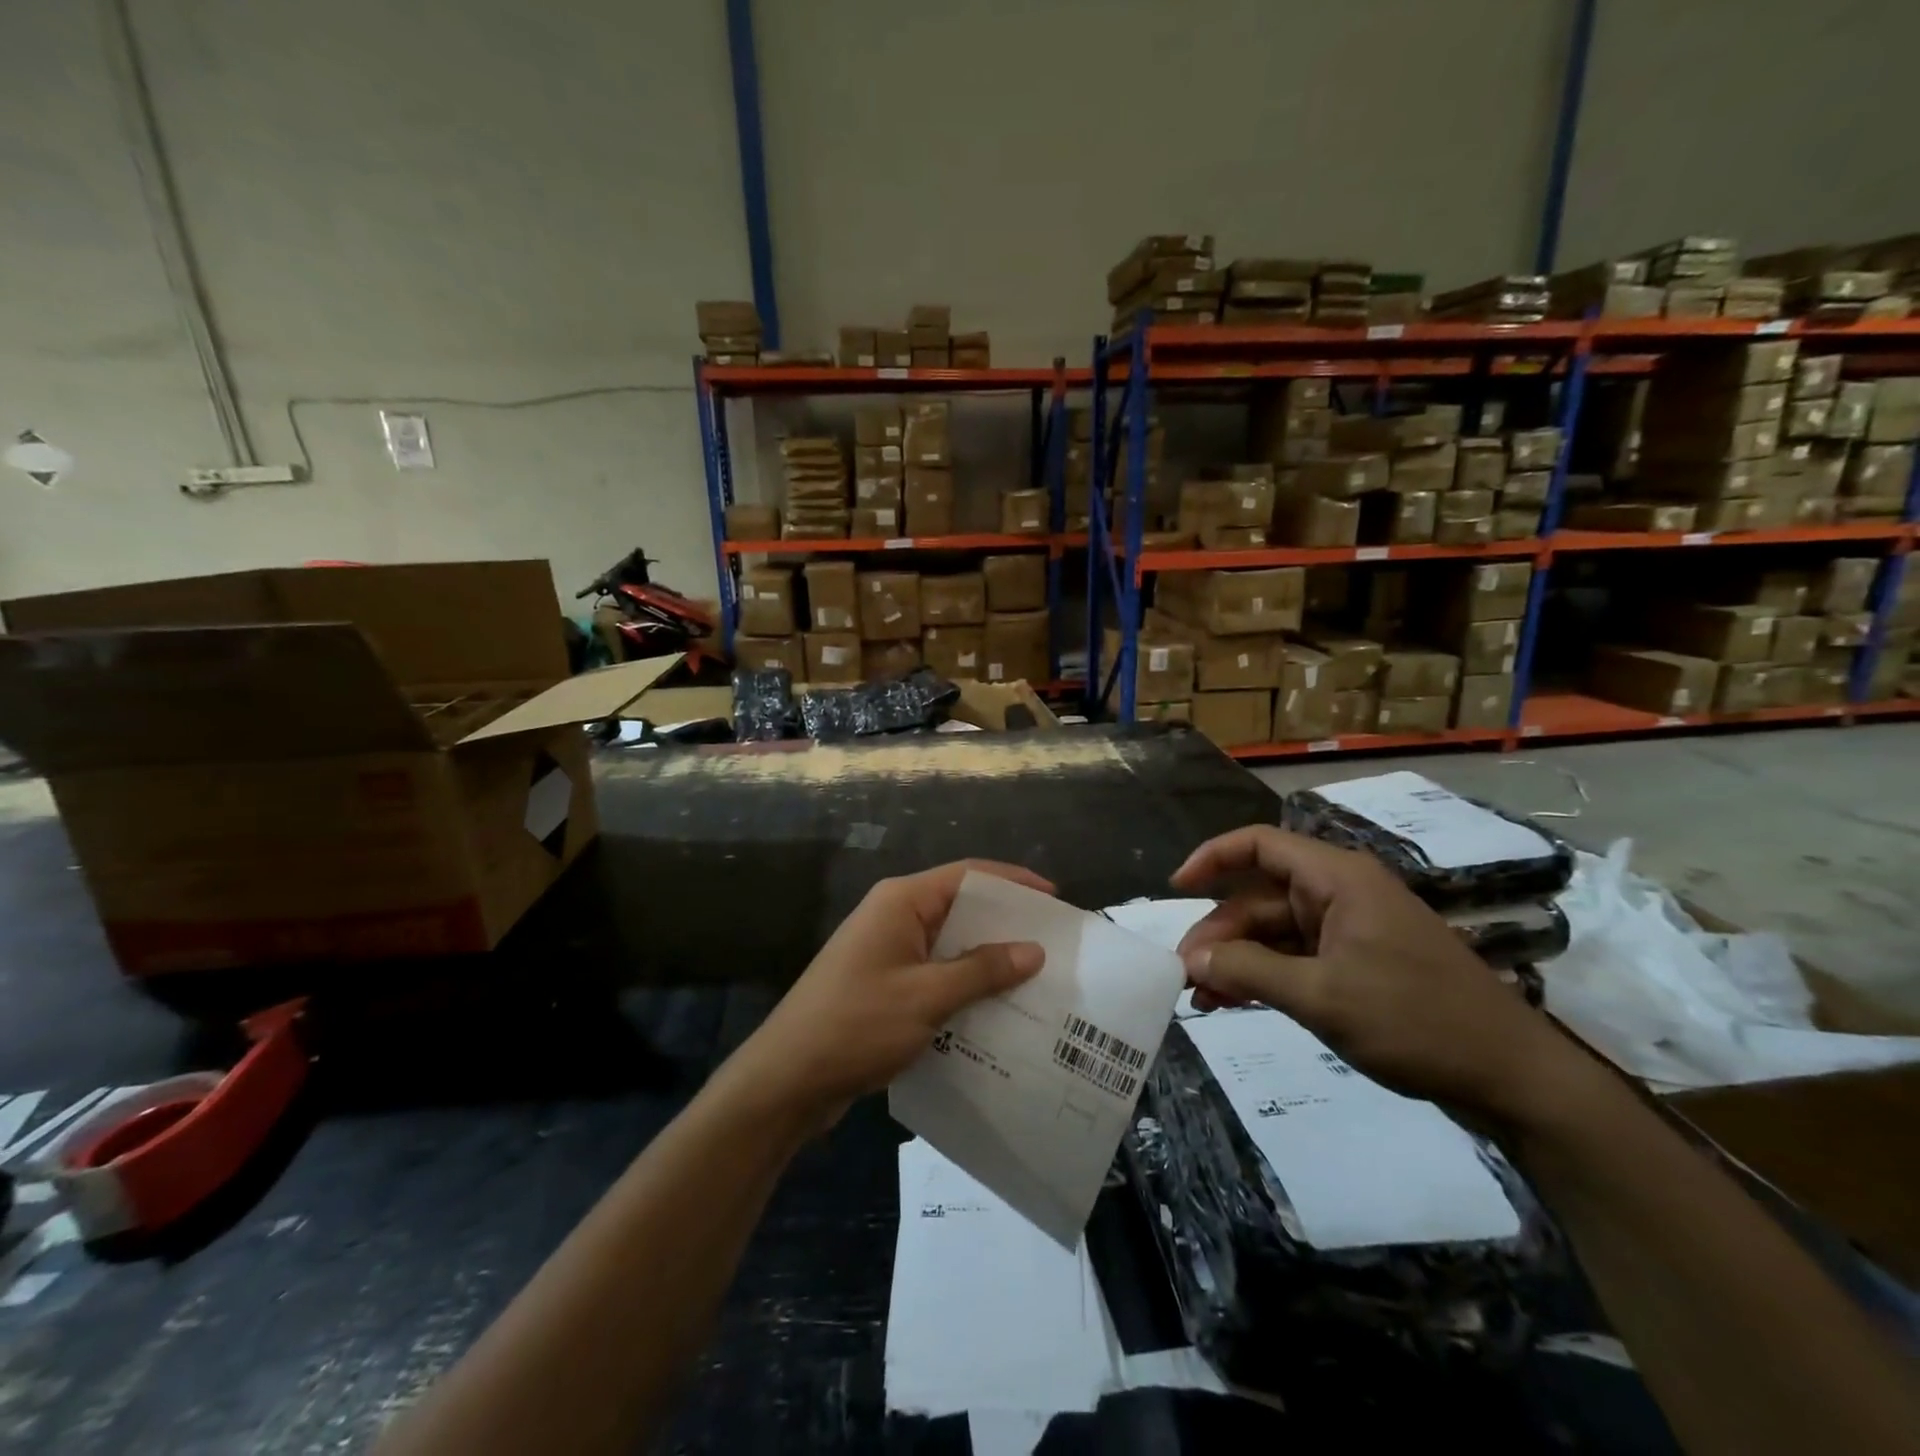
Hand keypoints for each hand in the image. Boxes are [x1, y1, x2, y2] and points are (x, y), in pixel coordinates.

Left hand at [718, 861, 1049, 1128]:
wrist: (786, 1080)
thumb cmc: (856, 1025)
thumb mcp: (927, 997)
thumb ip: (981, 971)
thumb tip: (1033, 949)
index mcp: (901, 902)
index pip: (968, 875)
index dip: (1013, 882)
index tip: (1056, 900)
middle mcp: (894, 917)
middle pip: (961, 908)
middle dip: (1005, 926)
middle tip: (1054, 946)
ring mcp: (887, 952)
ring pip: (949, 945)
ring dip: (987, 961)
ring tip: (1035, 980)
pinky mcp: (884, 985)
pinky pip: (935, 974)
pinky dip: (965, 987)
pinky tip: (995, 1012)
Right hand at [1171, 826, 1578, 1124]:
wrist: (1510, 1078)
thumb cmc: (1416, 1021)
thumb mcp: (1321, 997)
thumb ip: (1248, 971)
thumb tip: (1189, 960)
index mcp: (1337, 879)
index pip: (1259, 844)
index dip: (1212, 858)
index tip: (1175, 888)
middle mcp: (1340, 893)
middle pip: (1259, 897)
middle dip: (1219, 933)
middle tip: (1185, 975)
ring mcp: (1350, 929)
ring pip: (1274, 932)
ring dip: (1236, 960)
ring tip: (1201, 998)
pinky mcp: (1358, 962)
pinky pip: (1295, 957)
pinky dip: (1264, 976)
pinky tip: (1234, 1002)